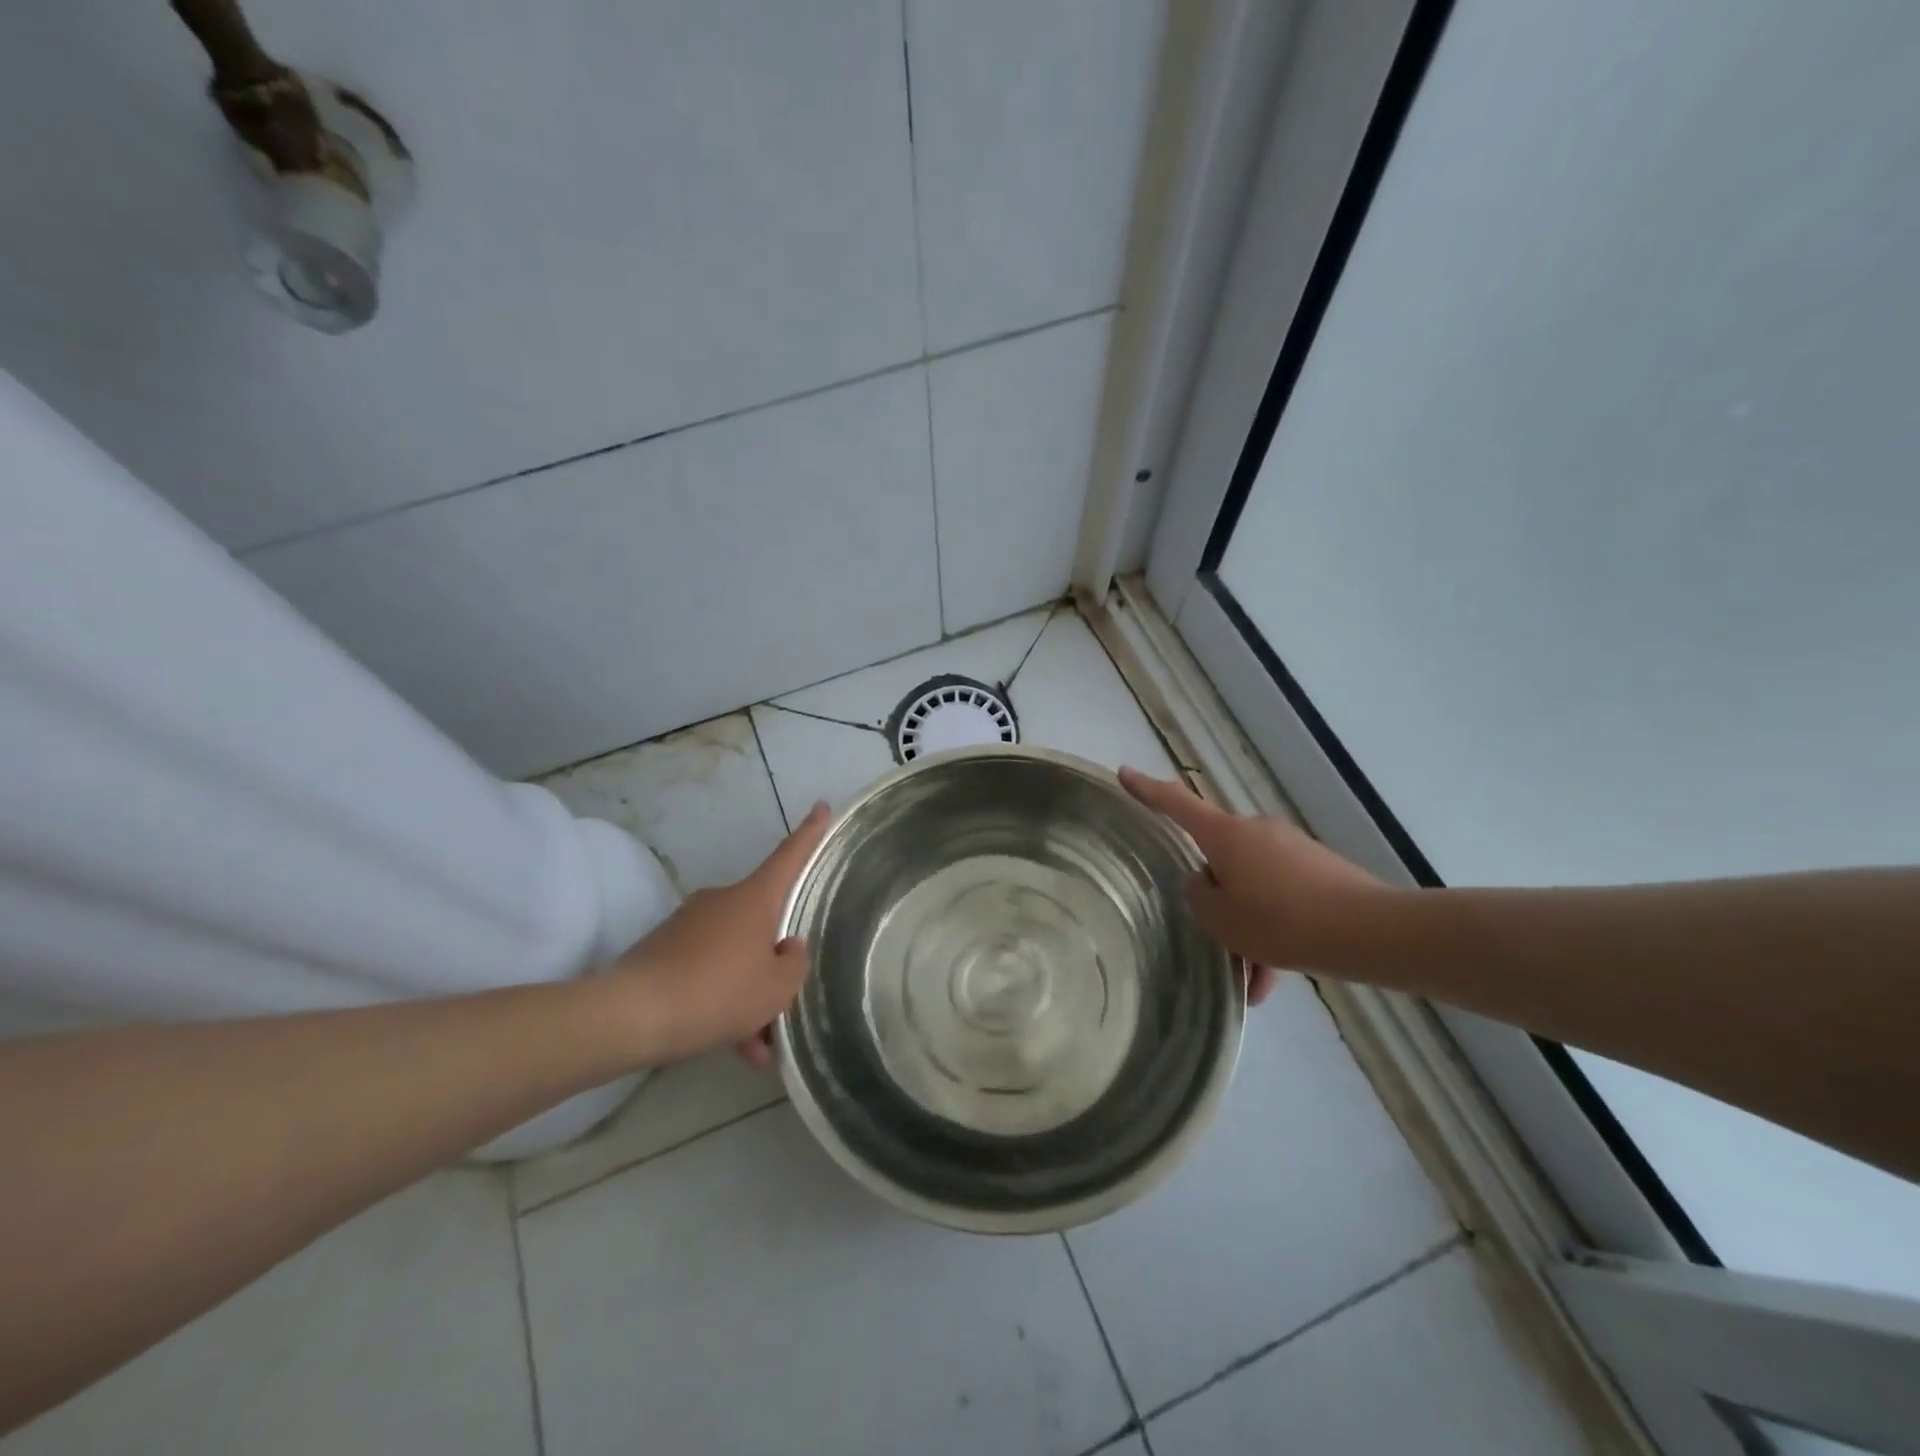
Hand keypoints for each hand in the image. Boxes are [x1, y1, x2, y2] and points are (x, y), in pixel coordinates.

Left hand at [608, 802, 829, 1065]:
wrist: (631, 1015)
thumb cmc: (718, 992)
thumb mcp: (776, 988)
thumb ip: (793, 964)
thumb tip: (785, 948)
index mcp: (754, 899)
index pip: (789, 857)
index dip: (810, 833)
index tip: (821, 806)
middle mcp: (722, 901)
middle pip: (762, 926)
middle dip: (773, 966)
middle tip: (781, 1011)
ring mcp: (690, 924)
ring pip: (734, 956)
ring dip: (747, 996)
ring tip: (755, 1048)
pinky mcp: (664, 950)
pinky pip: (706, 971)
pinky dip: (720, 1002)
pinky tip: (729, 1046)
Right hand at [1119, 768, 1397, 1000]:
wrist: (1368, 932)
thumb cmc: (1280, 921)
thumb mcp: (1222, 919)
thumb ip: (1199, 898)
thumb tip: (1203, 883)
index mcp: (1226, 835)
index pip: (1176, 804)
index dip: (1146, 789)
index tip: (1124, 771)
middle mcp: (1256, 832)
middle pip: (1219, 857)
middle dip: (1217, 897)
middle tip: (1215, 939)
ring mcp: (1290, 849)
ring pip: (1253, 886)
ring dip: (1247, 926)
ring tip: (1251, 980)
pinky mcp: (1318, 870)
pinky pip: (1282, 897)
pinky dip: (1273, 932)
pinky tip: (1273, 980)